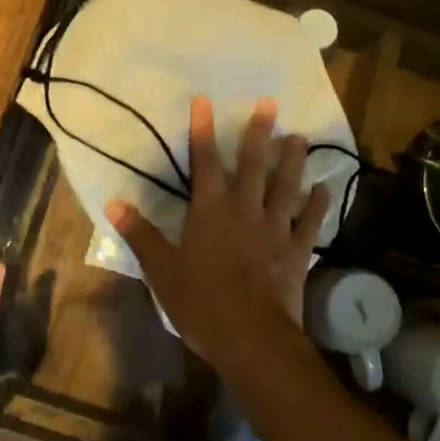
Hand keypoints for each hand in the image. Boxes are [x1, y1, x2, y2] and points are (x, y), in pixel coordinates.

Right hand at [104, 97, 329, 376]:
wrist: (252, 339)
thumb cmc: (201, 303)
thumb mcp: (161, 271)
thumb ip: (140, 234)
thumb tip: (114, 203)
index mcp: (210, 212)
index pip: (204, 162)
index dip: (203, 131)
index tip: (205, 101)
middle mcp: (245, 211)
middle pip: (253, 165)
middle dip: (259, 133)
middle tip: (270, 104)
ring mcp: (275, 230)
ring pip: (286, 187)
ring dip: (293, 161)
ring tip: (300, 137)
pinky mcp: (296, 252)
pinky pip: (310, 223)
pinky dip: (318, 205)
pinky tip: (325, 189)